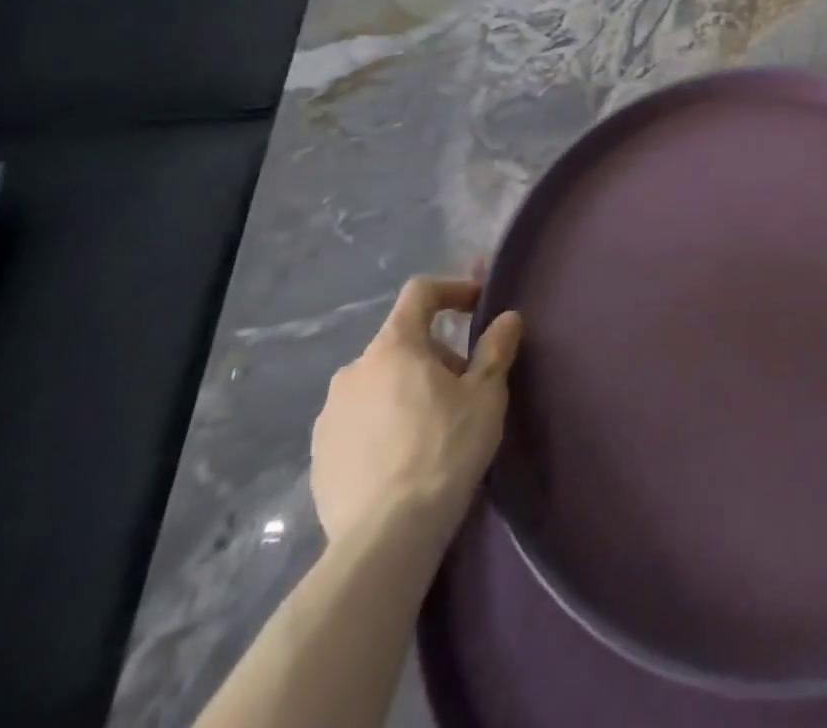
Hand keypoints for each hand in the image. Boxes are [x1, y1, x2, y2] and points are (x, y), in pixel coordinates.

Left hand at [310, 277, 522, 546]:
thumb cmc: (445, 449)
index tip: (478, 306)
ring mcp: (330, 414)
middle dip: (436, 354)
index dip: (453, 290)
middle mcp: (354, 370)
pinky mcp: (319, 455)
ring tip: (435, 425)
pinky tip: (404, 456)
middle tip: (465, 386)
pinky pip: (359, 420)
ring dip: (407, 388)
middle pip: (402, 342)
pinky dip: (383, 422)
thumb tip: (507, 318)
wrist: (386, 536)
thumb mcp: (486, 395)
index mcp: (394, 346)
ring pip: (379, 382)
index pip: (420, 293)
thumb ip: (496, 349)